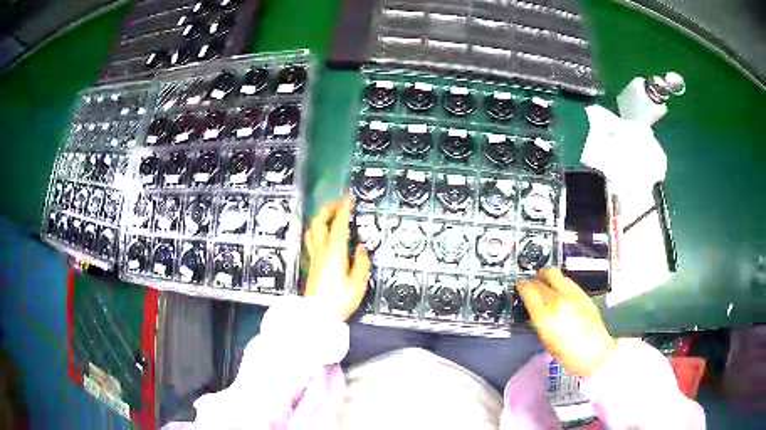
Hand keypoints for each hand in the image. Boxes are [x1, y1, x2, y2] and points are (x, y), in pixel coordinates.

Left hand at [303, 197, 370, 320]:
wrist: (317, 314)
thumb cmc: (338, 300)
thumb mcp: (358, 283)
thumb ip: (361, 263)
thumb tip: (362, 249)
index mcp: (334, 252)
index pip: (338, 224)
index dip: (343, 209)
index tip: (348, 199)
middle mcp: (322, 251)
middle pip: (320, 222)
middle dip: (328, 209)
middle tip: (338, 204)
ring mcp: (314, 257)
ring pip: (312, 230)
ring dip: (320, 218)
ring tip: (328, 216)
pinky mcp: (311, 265)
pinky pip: (312, 240)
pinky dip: (317, 231)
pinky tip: (322, 235)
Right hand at [518, 269, 615, 376]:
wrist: (595, 352)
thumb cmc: (567, 353)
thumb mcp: (545, 339)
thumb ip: (538, 319)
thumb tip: (532, 309)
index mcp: (546, 312)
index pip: (529, 288)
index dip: (522, 286)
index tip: (520, 287)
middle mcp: (559, 297)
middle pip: (543, 275)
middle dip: (535, 278)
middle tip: (532, 285)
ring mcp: (573, 293)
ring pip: (556, 274)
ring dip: (548, 278)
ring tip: (546, 288)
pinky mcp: (584, 293)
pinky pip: (568, 281)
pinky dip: (560, 283)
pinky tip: (560, 294)